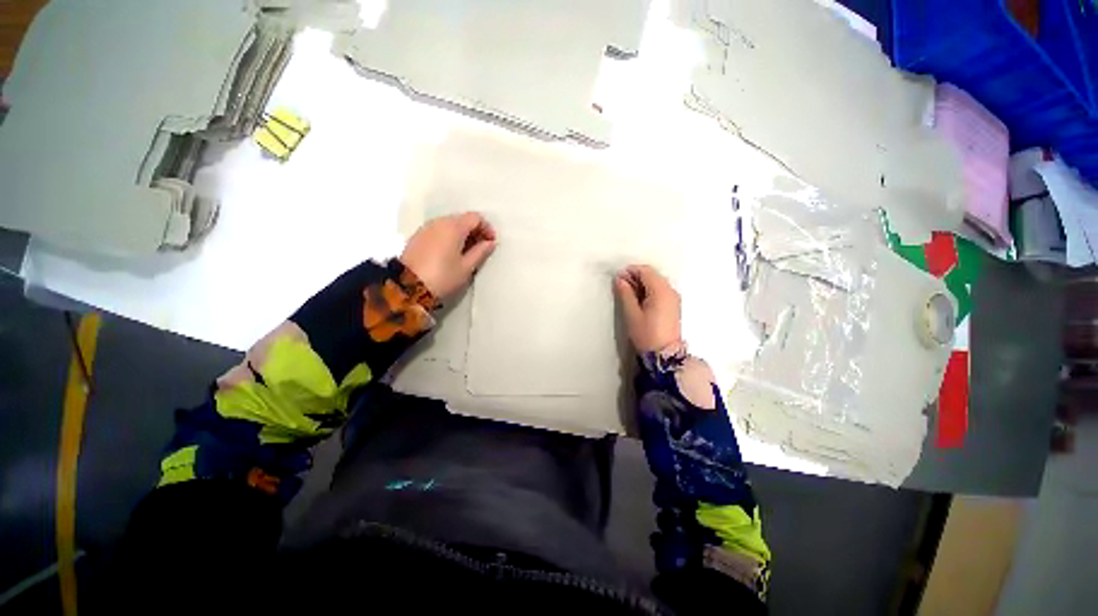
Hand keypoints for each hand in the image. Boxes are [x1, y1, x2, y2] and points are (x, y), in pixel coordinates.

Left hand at [400, 212, 496, 299]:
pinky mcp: (417, 236)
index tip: (491, 243)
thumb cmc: (443, 277)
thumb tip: (490, 243)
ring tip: (467, 252)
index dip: (487, 228)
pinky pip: (439, 230)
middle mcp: (439, 222)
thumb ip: (480, 252)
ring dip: (462, 234)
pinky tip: (451, 253)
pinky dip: (449, 237)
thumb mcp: (466, 267)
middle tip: (481, 248)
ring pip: (450, 224)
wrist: (407, 287)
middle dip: (475, 231)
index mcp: (454, 227)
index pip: (475, 218)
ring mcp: (426, 228)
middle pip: (462, 219)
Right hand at [615, 265, 681, 353]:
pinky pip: (661, 291)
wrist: (664, 355)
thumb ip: (625, 293)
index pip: (646, 271)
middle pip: (653, 275)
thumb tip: (620, 279)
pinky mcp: (673, 306)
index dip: (631, 271)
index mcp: (661, 291)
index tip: (618, 278)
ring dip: (642, 284)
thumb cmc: (647, 335)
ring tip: (628, 294)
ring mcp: (674, 298)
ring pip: (656, 282)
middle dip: (636, 277)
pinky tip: (639, 300)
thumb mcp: (632, 314)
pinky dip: (649, 291)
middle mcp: (670, 291)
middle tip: (621, 286)